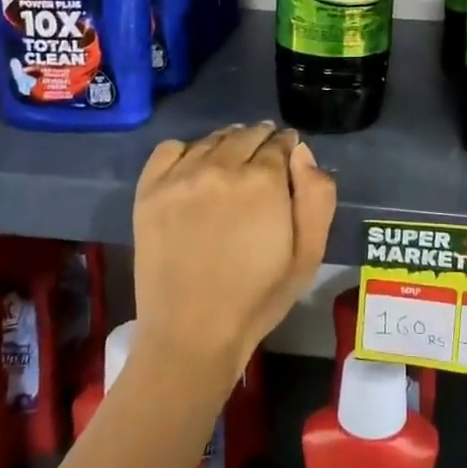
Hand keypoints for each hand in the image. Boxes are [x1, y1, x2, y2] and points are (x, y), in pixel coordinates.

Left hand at [131, 123, 336, 389]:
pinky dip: (187, 150)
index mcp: (264, 181)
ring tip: (232, 163)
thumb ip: (317, 196)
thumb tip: (302, 152)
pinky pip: (170, 148)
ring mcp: (181, 176)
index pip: (280, 142)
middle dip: (262, 141)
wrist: (191, 333)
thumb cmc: (257, 298)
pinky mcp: (150, 190)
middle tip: (264, 159)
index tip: (289, 158)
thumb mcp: (308, 254)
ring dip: (229, 143)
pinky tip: (194, 169)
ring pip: (212, 139)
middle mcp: (221, 167)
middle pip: (247, 134)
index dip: (288, 147)